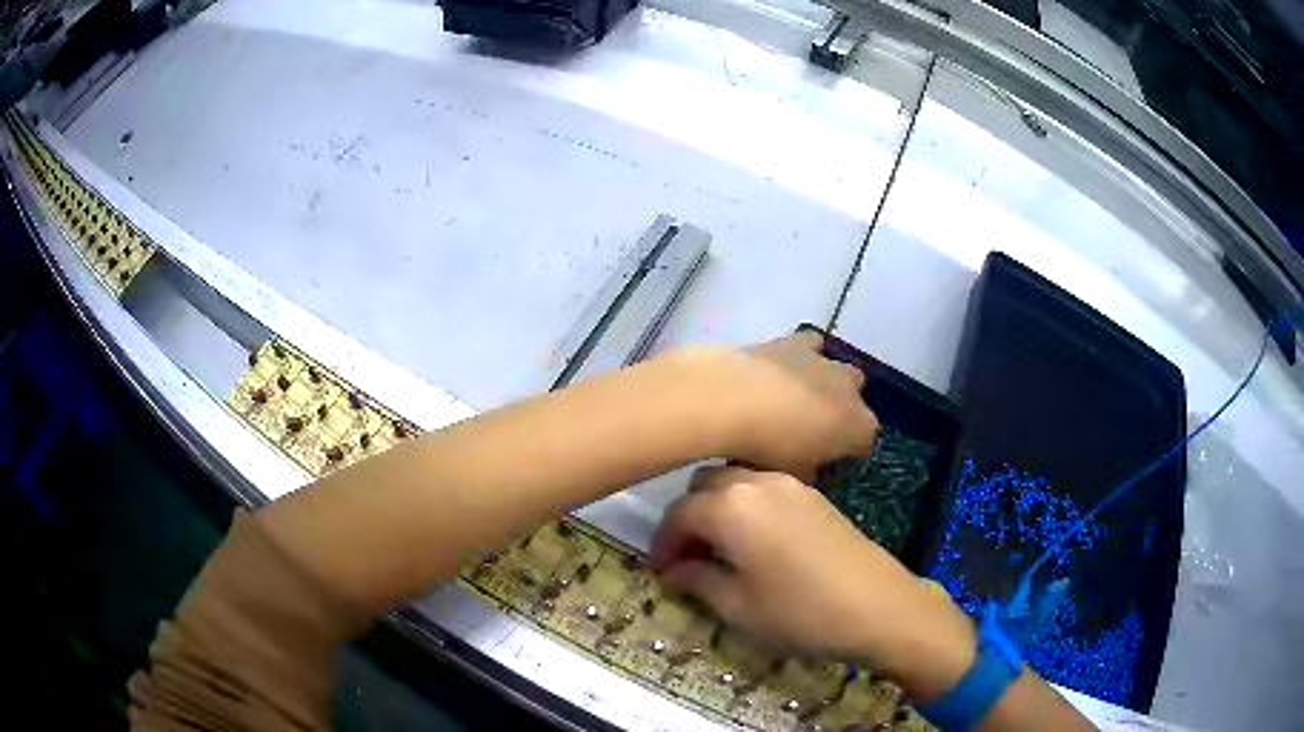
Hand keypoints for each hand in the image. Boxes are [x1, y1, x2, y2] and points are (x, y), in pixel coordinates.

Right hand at [650, 466, 976, 701]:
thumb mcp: (738, 607)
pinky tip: (755, 542)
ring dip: (716, 508)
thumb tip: (673, 571)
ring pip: (735, 481)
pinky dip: (746, 506)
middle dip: (687, 518)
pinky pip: (764, 488)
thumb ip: (697, 581)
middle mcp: (757, 481)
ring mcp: (791, 484)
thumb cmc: (799, 613)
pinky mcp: (815, 495)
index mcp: (731, 506)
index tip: (659, 572)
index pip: (678, 515)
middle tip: (687, 558)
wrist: (878, 606)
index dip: (662, 544)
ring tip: (719, 550)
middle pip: (703, 485)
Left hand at [680, 331, 878, 478]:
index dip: (846, 457)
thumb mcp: (792, 474)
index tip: (826, 466)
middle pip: (856, 405)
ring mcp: (827, 362)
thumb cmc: (767, 447)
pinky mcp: (797, 342)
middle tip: (812, 434)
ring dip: (827, 385)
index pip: (864, 445)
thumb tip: (808, 469)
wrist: (733, 399)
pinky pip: (811, 345)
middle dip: (841, 417)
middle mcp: (852, 391)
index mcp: (859, 428)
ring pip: (840, 371)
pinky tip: (786, 368)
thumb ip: (808, 471)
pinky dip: (804, 356)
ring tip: (800, 399)